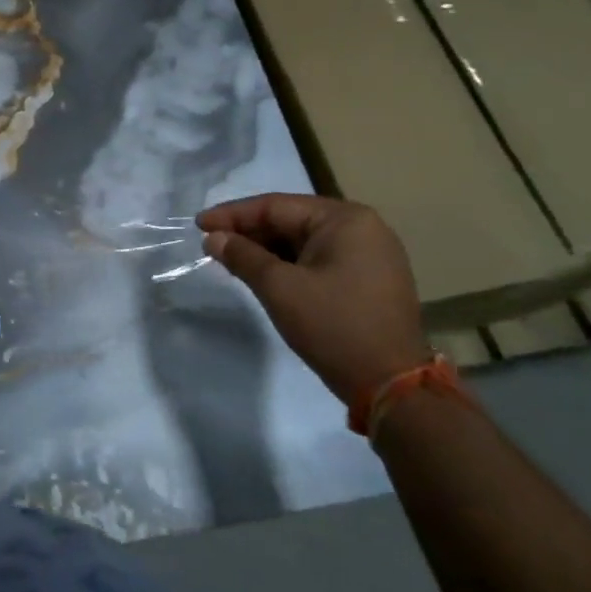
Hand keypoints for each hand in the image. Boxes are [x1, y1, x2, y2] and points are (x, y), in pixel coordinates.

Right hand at [198, 194, 426, 405]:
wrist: (392, 385)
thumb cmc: (333, 326)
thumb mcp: (279, 288)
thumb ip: (243, 256)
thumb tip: (213, 238)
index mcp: (346, 219)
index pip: (276, 206)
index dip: (233, 215)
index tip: (199, 225)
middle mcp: (363, 228)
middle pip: (292, 220)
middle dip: (249, 231)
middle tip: (211, 242)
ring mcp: (371, 254)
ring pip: (304, 241)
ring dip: (266, 248)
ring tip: (230, 258)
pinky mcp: (370, 279)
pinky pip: (319, 259)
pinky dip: (288, 263)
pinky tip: (262, 273)